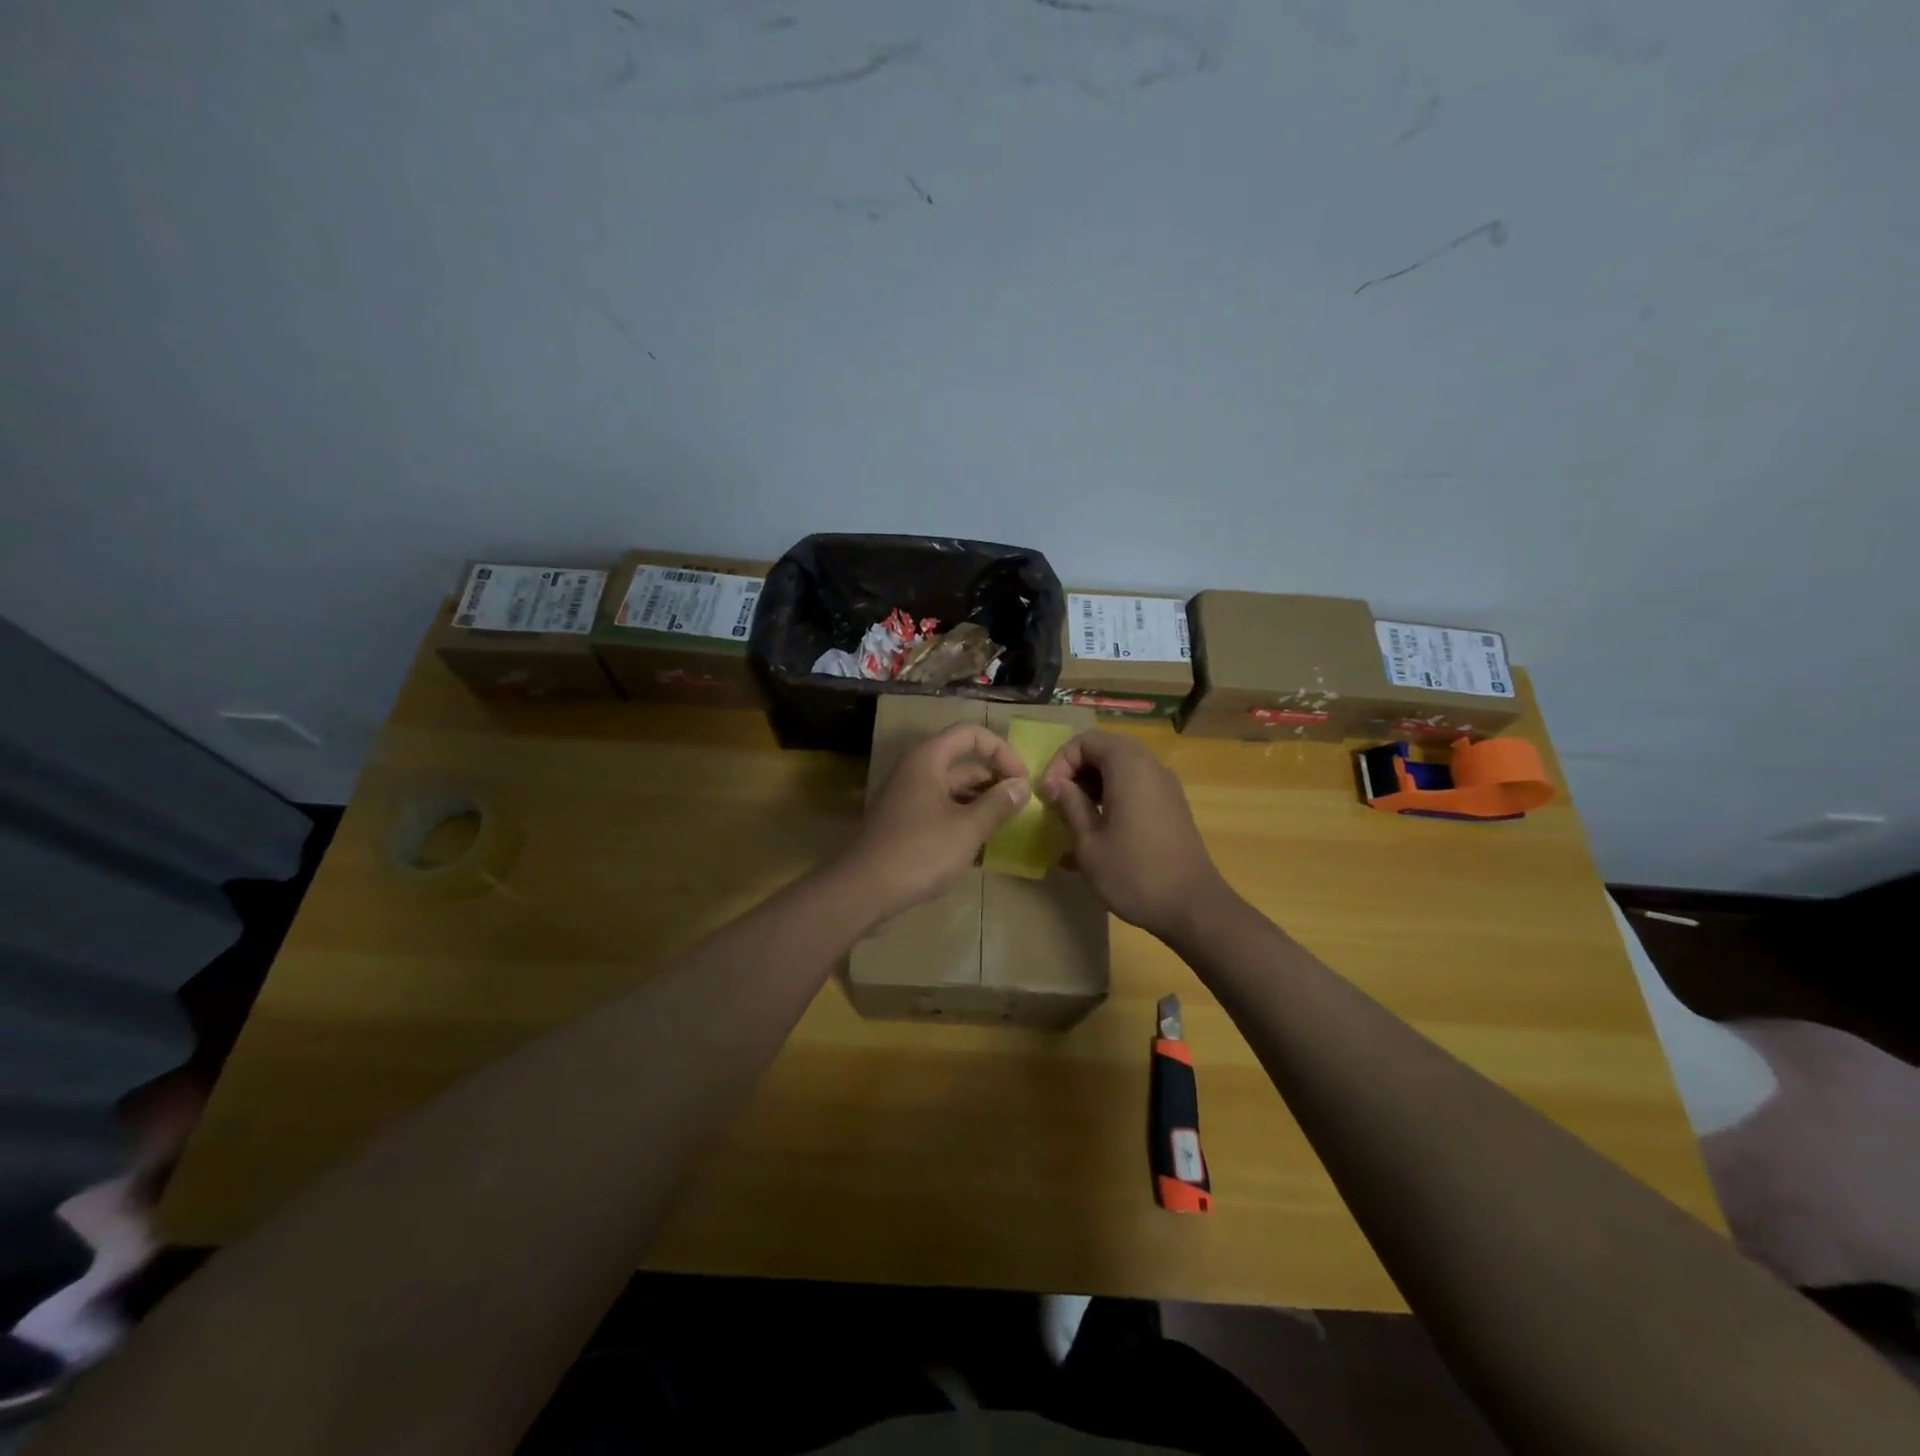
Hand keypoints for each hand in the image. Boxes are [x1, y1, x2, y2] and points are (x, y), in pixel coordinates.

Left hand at [841, 723, 1030, 921]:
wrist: (864, 890)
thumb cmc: (919, 852)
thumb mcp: (967, 829)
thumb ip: (997, 804)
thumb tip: (1021, 785)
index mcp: (927, 760)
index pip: (970, 734)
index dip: (1001, 750)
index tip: (1022, 779)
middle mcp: (915, 772)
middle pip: (962, 762)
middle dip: (994, 778)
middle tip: (1021, 804)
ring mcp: (907, 798)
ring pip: (952, 789)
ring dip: (980, 801)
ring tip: (1007, 824)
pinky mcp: (904, 823)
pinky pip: (940, 810)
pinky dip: (962, 819)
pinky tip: (982, 845)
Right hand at [1037, 731, 1229, 940]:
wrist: (1193, 908)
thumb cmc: (1134, 873)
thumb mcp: (1088, 842)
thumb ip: (1069, 805)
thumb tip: (1053, 783)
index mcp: (1129, 766)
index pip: (1086, 740)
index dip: (1060, 762)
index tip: (1048, 795)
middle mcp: (1151, 767)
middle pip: (1105, 750)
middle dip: (1076, 772)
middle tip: (1058, 802)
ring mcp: (1165, 787)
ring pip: (1120, 769)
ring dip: (1092, 786)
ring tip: (1073, 819)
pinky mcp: (1171, 808)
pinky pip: (1135, 787)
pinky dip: (1112, 798)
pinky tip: (1098, 834)